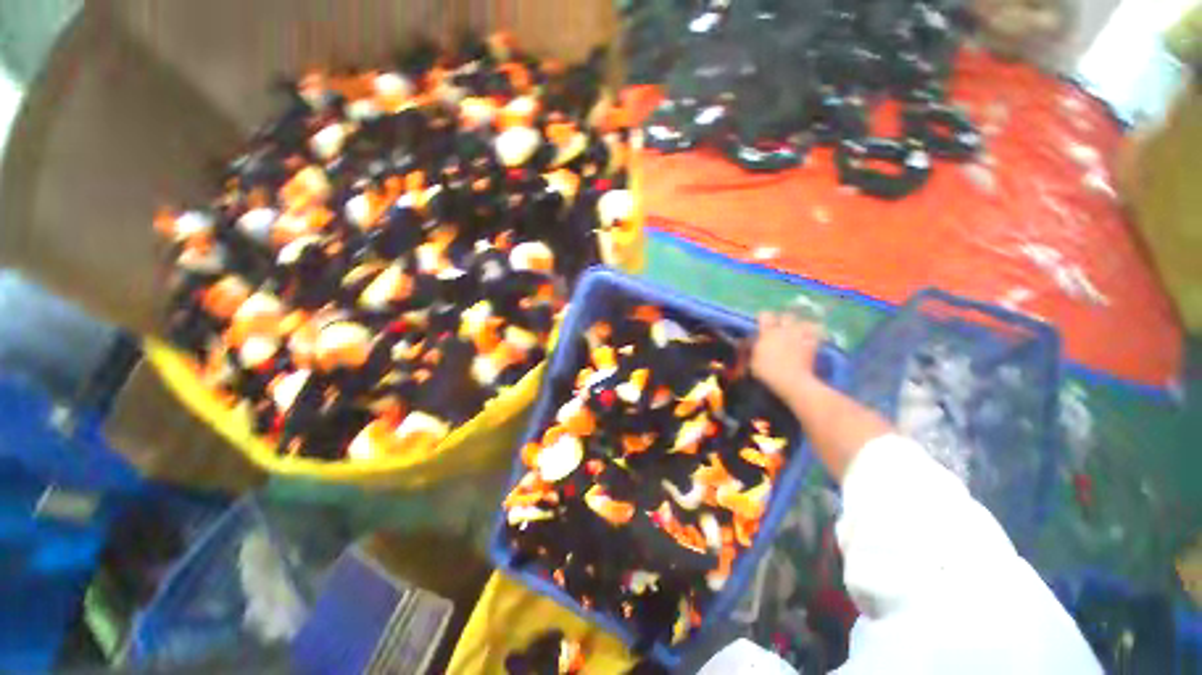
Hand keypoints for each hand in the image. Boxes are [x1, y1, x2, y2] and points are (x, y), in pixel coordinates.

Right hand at [750, 312, 822, 400]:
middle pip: (786, 317)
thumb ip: (754, 348)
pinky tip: (812, 338)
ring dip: (801, 325)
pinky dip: (815, 334)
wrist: (790, 381)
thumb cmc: (767, 372)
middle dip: (784, 320)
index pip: (765, 315)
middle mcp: (784, 331)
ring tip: (799, 331)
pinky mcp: (812, 345)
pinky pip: (817, 334)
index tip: (761, 322)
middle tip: (781, 328)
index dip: (764, 317)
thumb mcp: (753, 361)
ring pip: (804, 323)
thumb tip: (752, 341)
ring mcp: (800, 337)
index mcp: (768, 333)